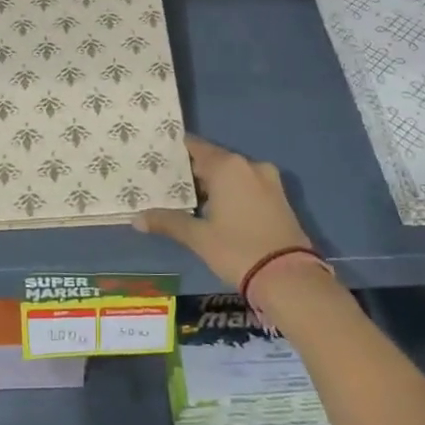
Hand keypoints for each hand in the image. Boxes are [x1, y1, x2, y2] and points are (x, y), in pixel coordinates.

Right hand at [134, 135, 318, 290]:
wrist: (288, 277)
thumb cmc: (237, 249)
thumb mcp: (198, 237)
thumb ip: (168, 222)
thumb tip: (137, 219)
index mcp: (228, 167)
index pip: (197, 148)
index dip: (177, 151)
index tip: (158, 155)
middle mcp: (249, 166)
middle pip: (215, 160)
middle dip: (193, 171)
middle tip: (167, 182)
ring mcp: (269, 181)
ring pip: (233, 175)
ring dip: (213, 184)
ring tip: (188, 198)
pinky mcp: (279, 199)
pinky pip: (247, 187)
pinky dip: (231, 193)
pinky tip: (216, 210)